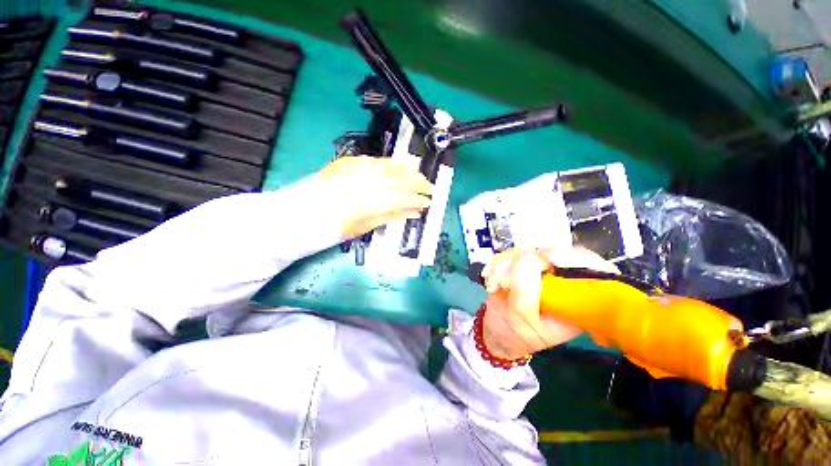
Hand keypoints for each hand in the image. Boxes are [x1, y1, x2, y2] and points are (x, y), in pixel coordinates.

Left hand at [317, 156, 433, 238]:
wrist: (302, 212)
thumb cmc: (335, 226)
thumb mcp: (365, 227)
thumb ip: (391, 216)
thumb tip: (413, 213)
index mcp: (374, 200)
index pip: (404, 197)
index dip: (419, 200)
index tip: (428, 203)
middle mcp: (370, 181)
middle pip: (401, 179)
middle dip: (419, 183)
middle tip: (430, 187)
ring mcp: (360, 168)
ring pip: (391, 166)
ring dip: (408, 170)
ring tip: (419, 175)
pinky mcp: (351, 162)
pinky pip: (377, 160)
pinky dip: (390, 163)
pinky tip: (399, 165)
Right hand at [480, 248, 618, 359]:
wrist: (497, 332)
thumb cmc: (514, 334)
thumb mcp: (522, 318)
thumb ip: (527, 290)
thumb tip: (530, 258)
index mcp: (578, 301)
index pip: (593, 270)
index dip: (573, 258)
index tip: (545, 258)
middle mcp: (563, 283)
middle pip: (552, 254)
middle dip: (520, 264)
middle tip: (501, 281)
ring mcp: (542, 273)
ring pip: (527, 252)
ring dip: (503, 265)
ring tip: (493, 284)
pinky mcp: (524, 268)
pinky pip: (511, 254)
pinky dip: (497, 264)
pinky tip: (490, 278)